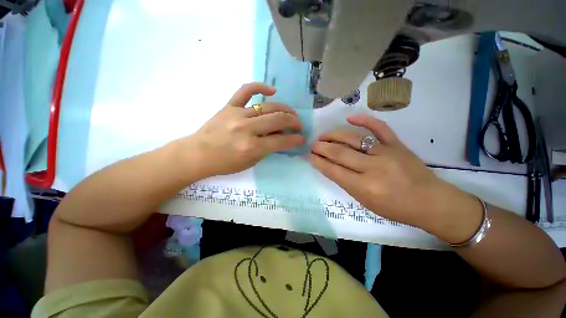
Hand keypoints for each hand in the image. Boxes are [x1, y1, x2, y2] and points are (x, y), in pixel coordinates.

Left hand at [184, 83, 304, 177]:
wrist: (198, 154)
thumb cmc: (225, 163)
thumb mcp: (251, 162)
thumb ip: (267, 148)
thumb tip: (281, 136)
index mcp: (252, 147)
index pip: (281, 140)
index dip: (295, 139)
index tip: (301, 138)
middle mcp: (246, 129)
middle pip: (278, 120)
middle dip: (293, 122)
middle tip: (298, 125)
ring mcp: (237, 114)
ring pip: (267, 106)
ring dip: (284, 109)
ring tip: (291, 113)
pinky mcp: (229, 106)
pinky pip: (246, 91)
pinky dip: (260, 86)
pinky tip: (272, 90)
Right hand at [310, 114, 481, 240]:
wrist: (430, 202)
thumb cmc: (395, 208)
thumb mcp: (365, 201)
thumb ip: (346, 183)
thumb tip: (330, 167)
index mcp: (364, 186)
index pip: (333, 170)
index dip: (318, 161)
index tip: (310, 156)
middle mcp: (373, 168)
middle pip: (339, 153)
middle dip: (321, 147)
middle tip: (313, 145)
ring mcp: (386, 153)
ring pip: (353, 139)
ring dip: (334, 135)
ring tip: (323, 136)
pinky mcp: (397, 144)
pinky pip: (379, 128)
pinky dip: (364, 121)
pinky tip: (350, 118)